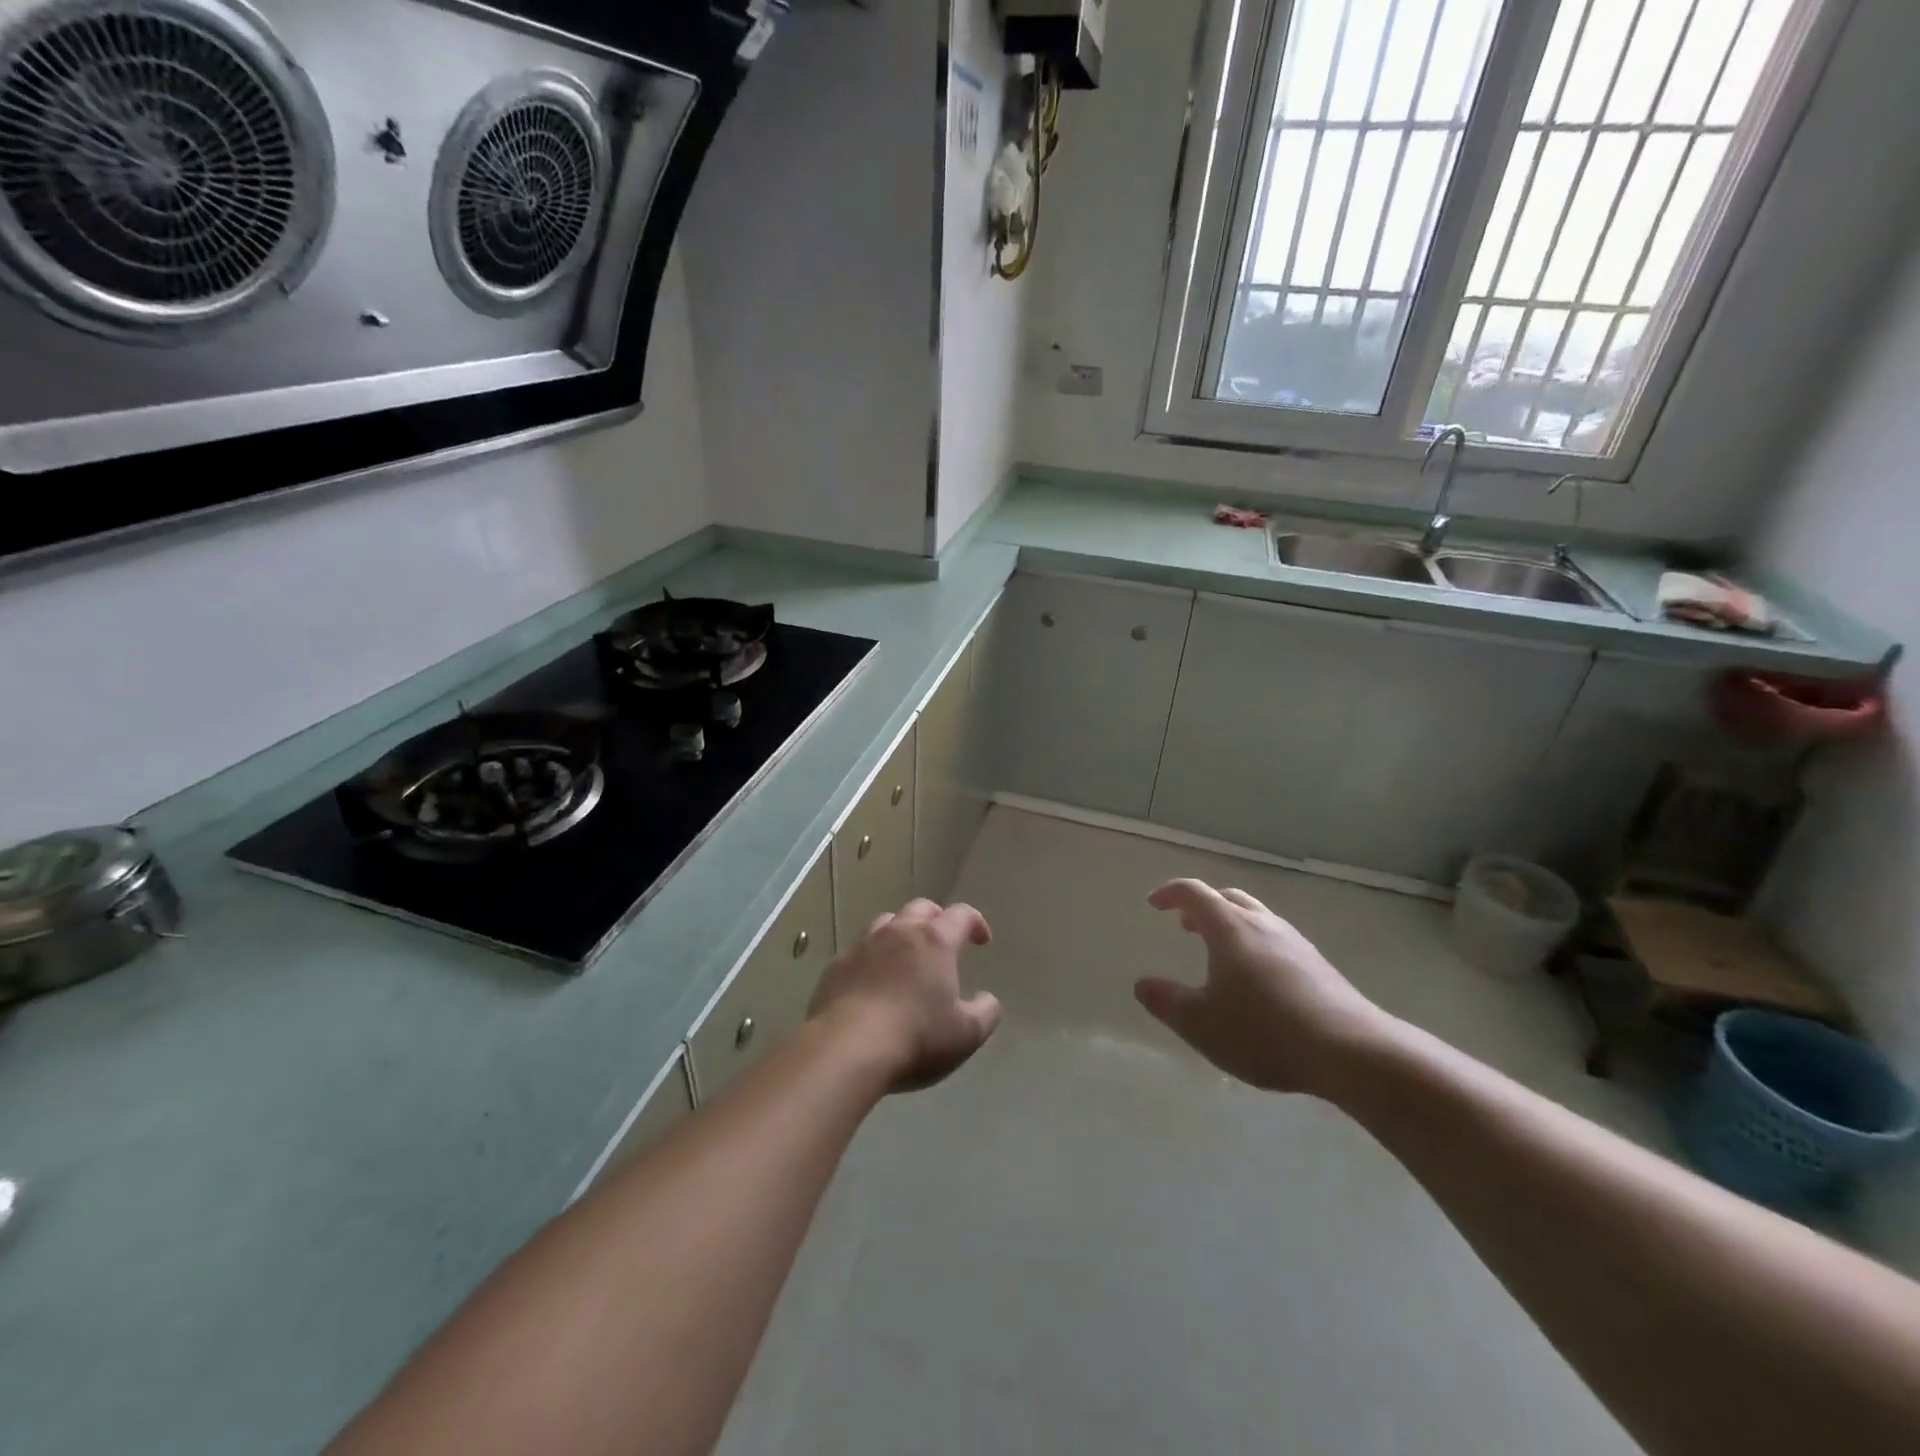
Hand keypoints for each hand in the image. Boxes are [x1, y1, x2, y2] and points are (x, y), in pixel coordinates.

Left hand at [808, 899, 1002, 1091]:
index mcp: (935, 941)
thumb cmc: (916, 1037)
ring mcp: (862, 946)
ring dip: (901, 932)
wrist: (847, 1049)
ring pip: (885, 923)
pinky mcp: (836, 966)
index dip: (975, 922)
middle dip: (937, 918)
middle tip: (943, 939)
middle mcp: (898, 932)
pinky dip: (871, 958)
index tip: (981, 940)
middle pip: (921, 908)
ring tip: (906, 955)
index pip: (961, 915)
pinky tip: (871, 982)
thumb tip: (987, 999)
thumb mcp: (966, 1034)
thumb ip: (985, 1012)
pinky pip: (858, 951)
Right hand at [1135, 879, 1395, 1095]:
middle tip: (1185, 924)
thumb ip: (1166, 1002)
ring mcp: (1295, 942)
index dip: (1170, 893)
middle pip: (1228, 898)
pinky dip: (1256, 944)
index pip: (1194, 893)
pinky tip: (1258, 980)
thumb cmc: (1263, 1030)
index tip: (1154, 904)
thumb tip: (1142, 985)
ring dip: (1231, 925)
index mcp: (1229, 928)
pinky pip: (1277, 940)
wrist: (1350, 1050)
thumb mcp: (1201, 1024)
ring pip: (1256, 917)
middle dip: (1203, 906)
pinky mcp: (1318, 965)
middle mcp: (1262, 924)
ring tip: (1219, 952)